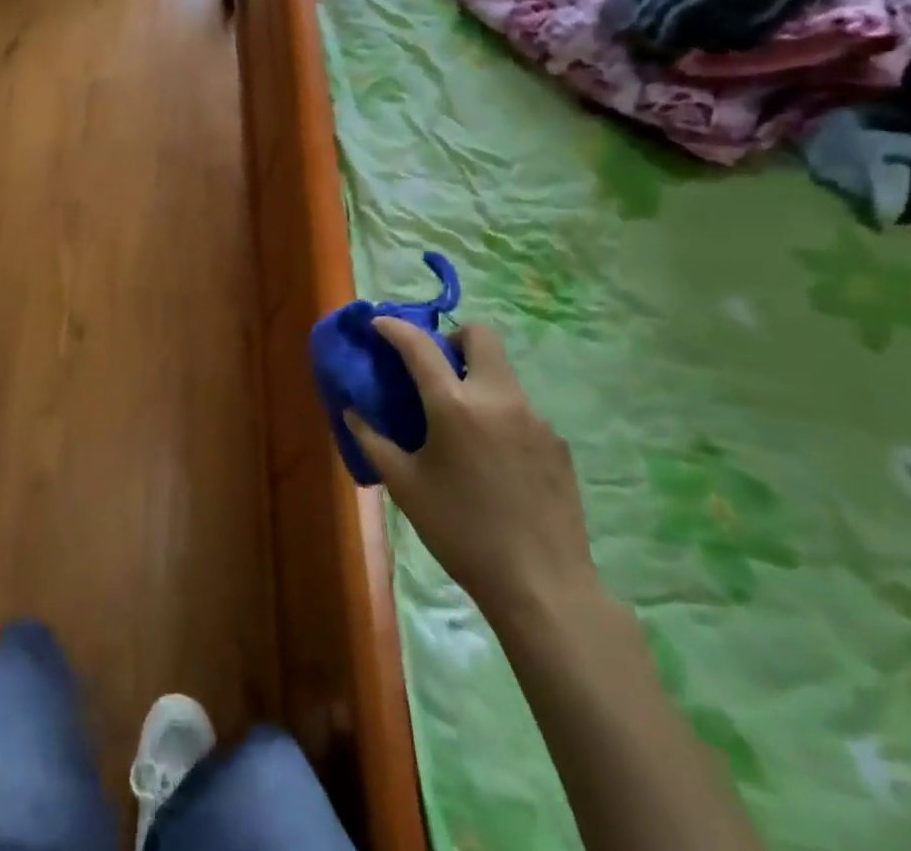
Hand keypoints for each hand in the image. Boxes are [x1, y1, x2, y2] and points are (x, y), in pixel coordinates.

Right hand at [345, 319, 598, 624]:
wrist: (542, 586)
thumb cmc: (461, 532)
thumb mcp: (405, 487)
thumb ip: (373, 441)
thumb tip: (352, 411)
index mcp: (454, 405)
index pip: (419, 345)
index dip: (395, 328)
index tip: (379, 324)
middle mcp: (498, 398)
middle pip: (481, 335)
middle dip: (453, 339)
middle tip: (435, 368)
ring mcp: (535, 418)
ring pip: (503, 373)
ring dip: (477, 378)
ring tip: (461, 423)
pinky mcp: (558, 443)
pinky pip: (522, 410)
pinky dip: (499, 414)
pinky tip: (492, 458)